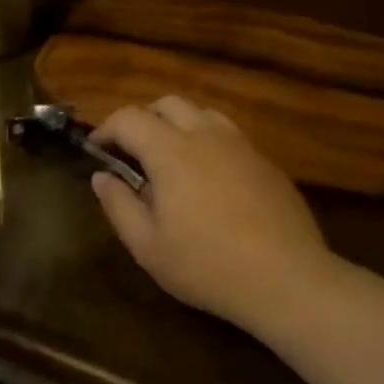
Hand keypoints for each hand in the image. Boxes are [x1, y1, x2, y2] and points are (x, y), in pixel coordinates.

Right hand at [91, 98, 339, 335]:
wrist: (286, 280)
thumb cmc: (206, 266)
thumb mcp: (147, 246)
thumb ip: (118, 206)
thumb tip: (101, 177)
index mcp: (171, 152)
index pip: (129, 118)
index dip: (106, 128)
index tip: (97, 150)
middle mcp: (207, 136)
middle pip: (168, 104)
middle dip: (142, 120)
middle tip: (131, 153)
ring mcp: (242, 146)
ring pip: (203, 114)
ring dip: (178, 125)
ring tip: (170, 160)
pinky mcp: (266, 163)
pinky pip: (229, 135)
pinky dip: (207, 142)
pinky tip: (208, 180)